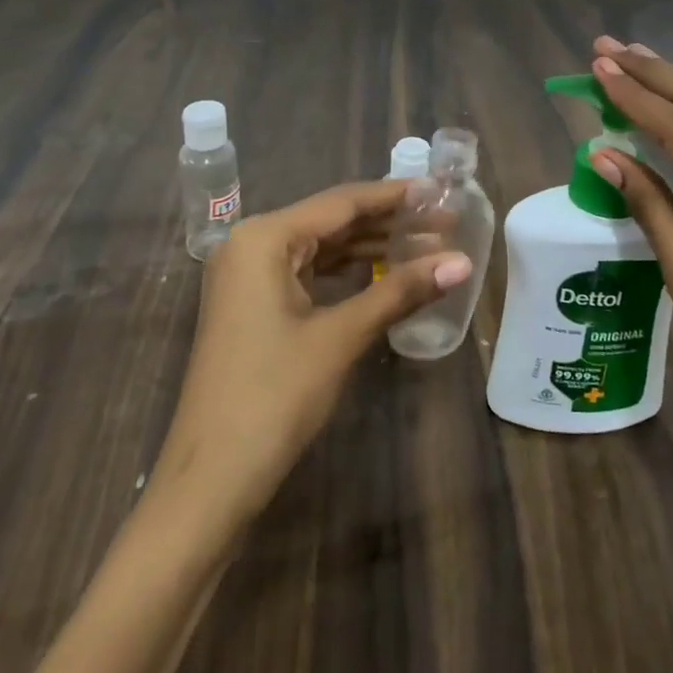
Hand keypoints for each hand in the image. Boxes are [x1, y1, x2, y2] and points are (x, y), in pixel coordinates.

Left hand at [151, 180, 470, 523]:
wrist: (208, 481)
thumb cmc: (273, 398)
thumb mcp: (340, 337)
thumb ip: (400, 291)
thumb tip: (463, 262)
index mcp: (264, 237)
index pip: (342, 203)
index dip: (395, 196)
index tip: (442, 191)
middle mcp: (251, 244)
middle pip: (331, 221)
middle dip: (388, 222)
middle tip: (444, 221)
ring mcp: (248, 276)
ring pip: (320, 247)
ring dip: (370, 247)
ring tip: (425, 244)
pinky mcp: (252, 305)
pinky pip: (307, 272)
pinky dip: (346, 271)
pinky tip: (383, 273)